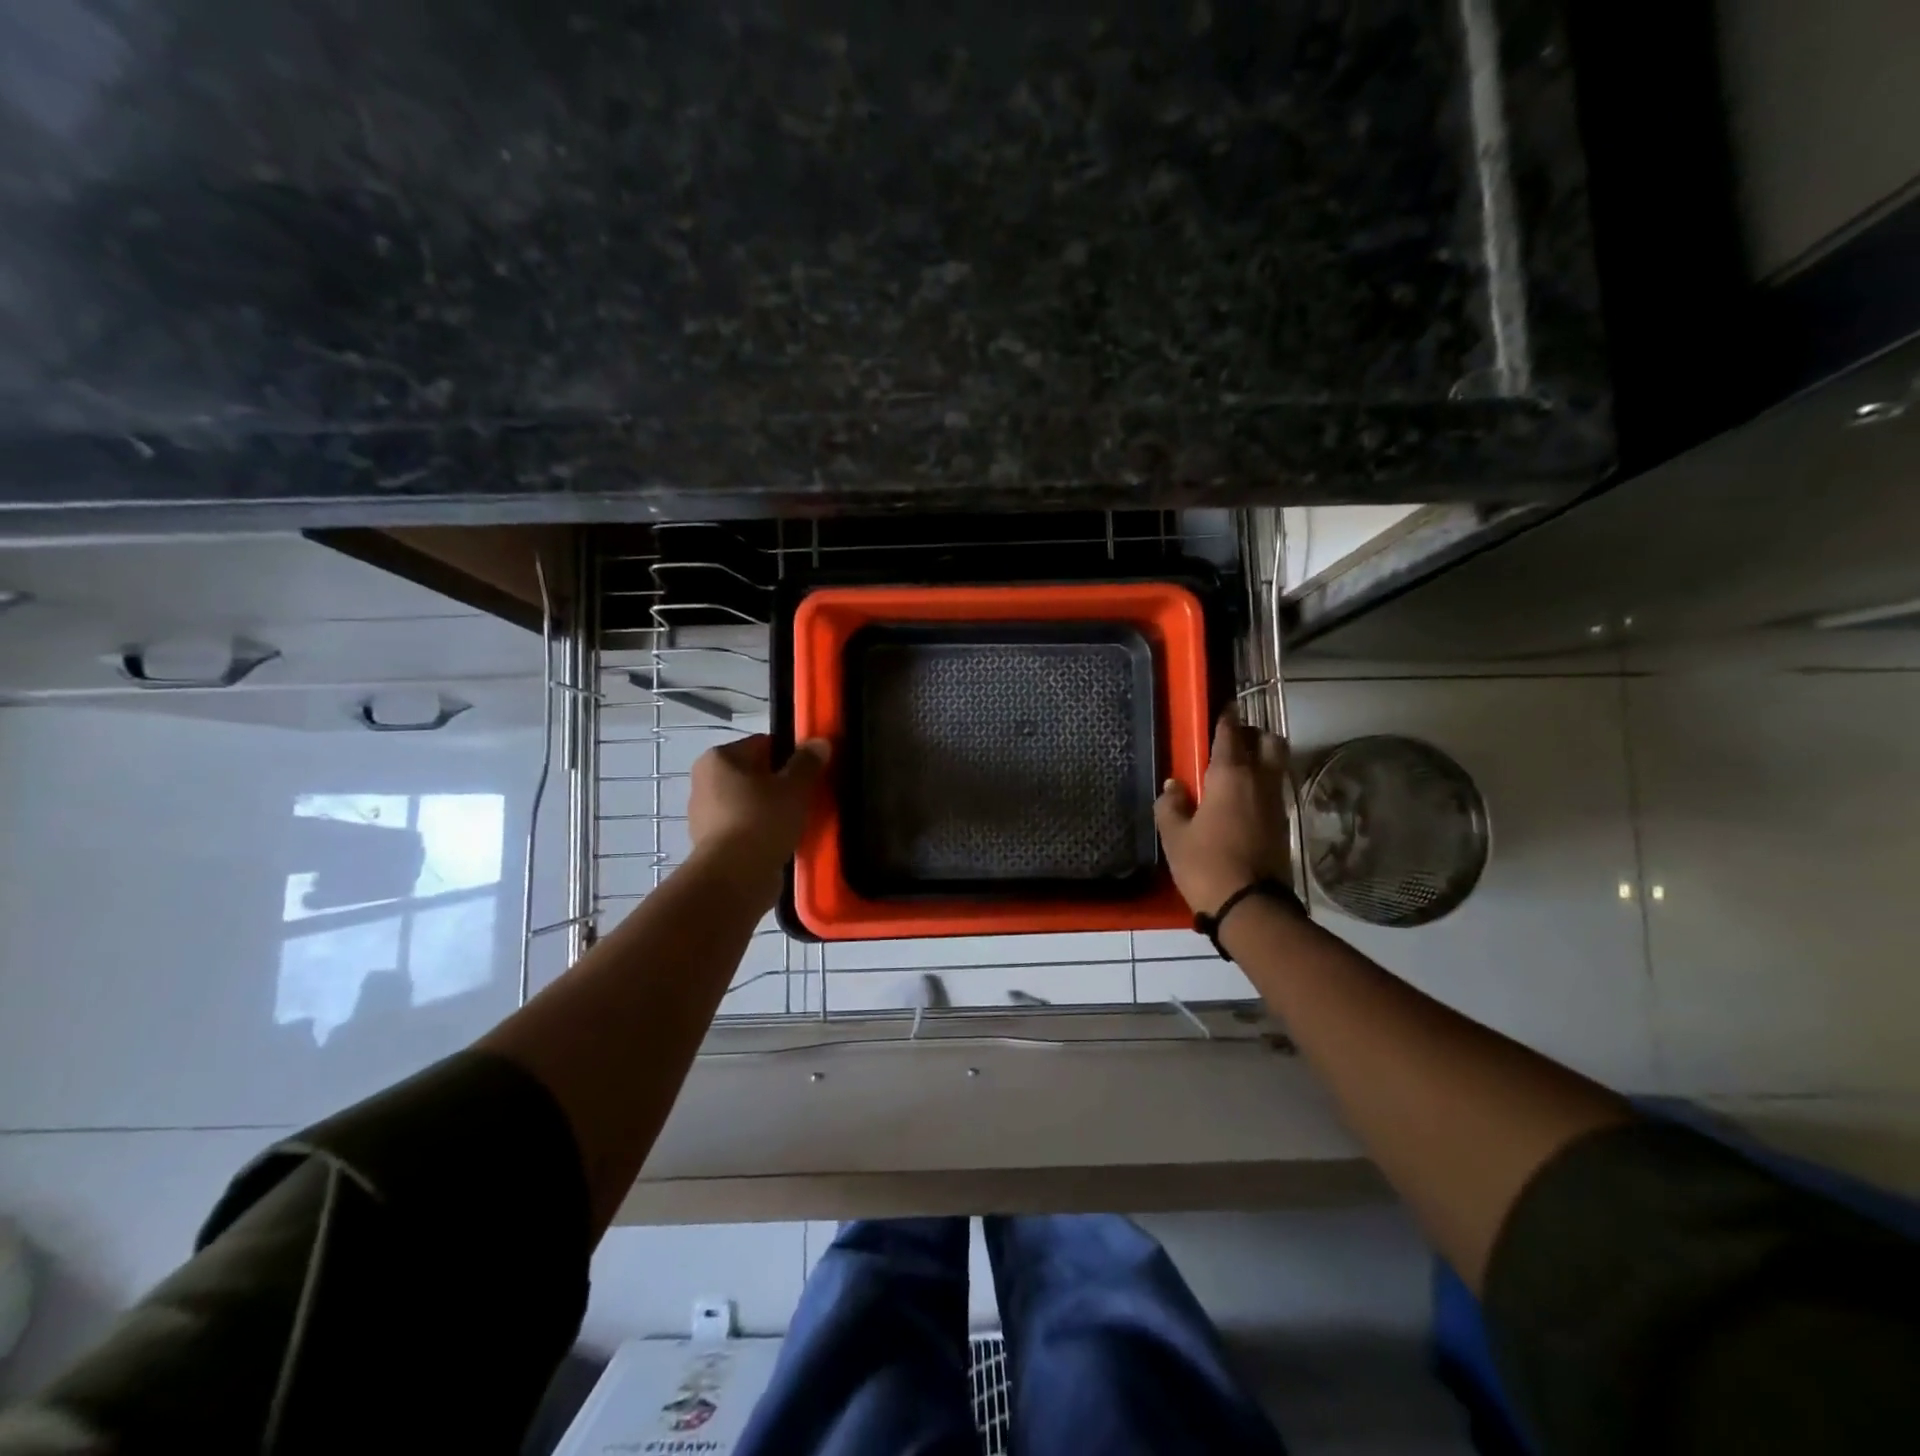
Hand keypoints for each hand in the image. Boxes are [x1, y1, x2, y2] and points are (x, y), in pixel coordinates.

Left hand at [687, 735, 831, 900]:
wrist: (735, 877)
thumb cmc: (762, 820)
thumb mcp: (795, 787)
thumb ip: (808, 762)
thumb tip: (820, 742)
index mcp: (719, 758)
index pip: (762, 744)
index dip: (790, 755)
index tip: (809, 773)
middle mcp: (704, 782)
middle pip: (754, 774)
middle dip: (779, 784)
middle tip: (806, 798)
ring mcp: (704, 815)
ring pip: (749, 803)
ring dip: (771, 810)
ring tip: (797, 822)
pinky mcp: (712, 844)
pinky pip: (744, 828)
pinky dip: (761, 832)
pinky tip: (781, 841)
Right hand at [1154, 707, 1292, 914]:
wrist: (1251, 906)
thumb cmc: (1206, 864)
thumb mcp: (1174, 836)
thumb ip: (1171, 805)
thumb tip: (1174, 785)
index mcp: (1230, 775)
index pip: (1230, 734)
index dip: (1226, 718)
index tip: (1224, 706)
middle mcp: (1259, 781)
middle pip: (1268, 742)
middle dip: (1253, 734)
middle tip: (1233, 739)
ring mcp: (1276, 803)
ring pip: (1275, 765)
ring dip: (1261, 758)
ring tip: (1237, 767)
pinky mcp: (1283, 824)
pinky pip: (1274, 789)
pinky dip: (1262, 783)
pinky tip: (1243, 797)